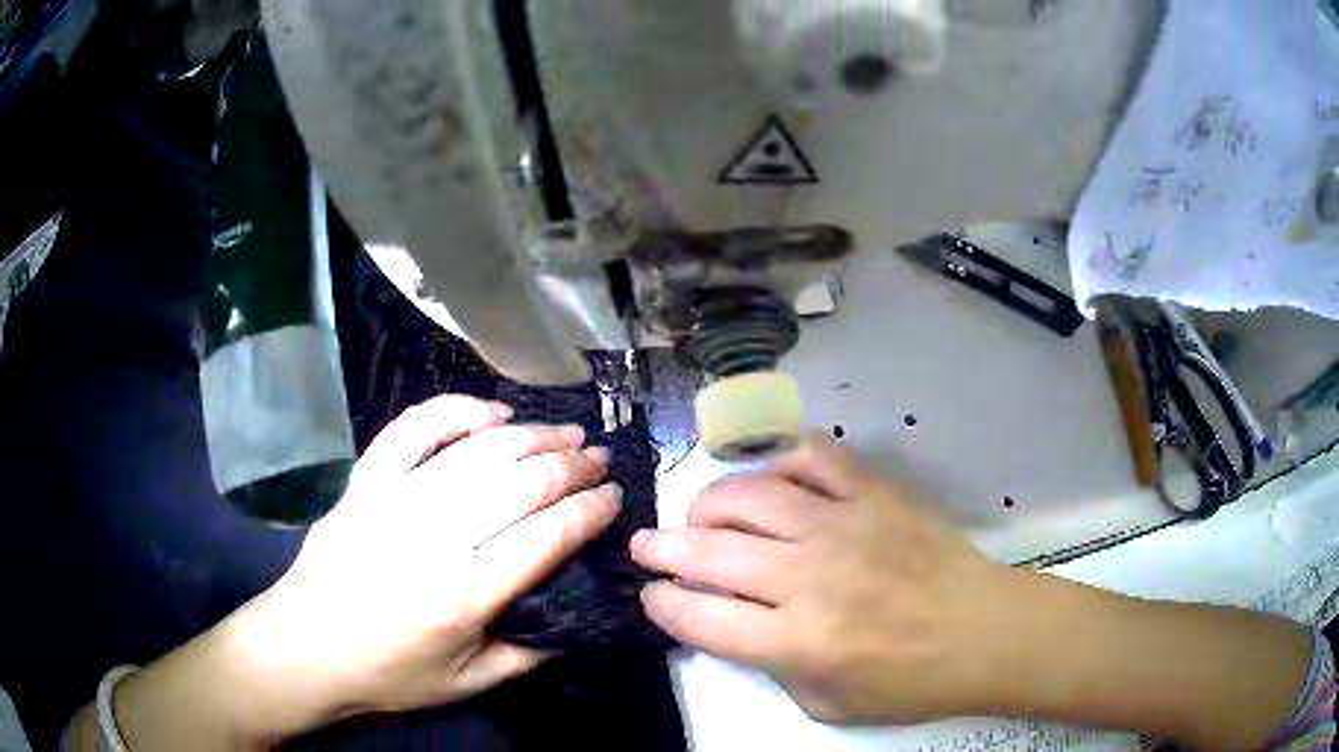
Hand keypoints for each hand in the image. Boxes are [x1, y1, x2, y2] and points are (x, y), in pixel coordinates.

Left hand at [253, 395, 621, 715]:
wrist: (305, 647)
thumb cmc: (388, 673)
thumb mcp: (469, 683)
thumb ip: (530, 653)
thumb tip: (576, 615)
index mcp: (463, 595)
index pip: (546, 536)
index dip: (589, 511)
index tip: (615, 497)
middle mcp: (432, 537)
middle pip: (518, 483)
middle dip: (572, 466)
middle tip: (600, 459)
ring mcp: (394, 499)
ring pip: (477, 450)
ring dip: (532, 435)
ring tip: (567, 432)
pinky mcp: (366, 481)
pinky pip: (414, 428)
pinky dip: (457, 410)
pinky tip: (493, 412)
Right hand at [630, 435, 1315, 747]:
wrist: (984, 631)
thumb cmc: (909, 682)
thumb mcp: (827, 706)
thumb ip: (773, 667)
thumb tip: (732, 628)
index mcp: (797, 640)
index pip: (700, 618)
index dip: (663, 606)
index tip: (650, 597)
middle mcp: (809, 577)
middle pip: (710, 552)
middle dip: (662, 549)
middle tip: (644, 545)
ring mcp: (843, 525)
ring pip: (749, 495)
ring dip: (708, 503)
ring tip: (697, 513)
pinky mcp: (874, 494)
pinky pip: (814, 459)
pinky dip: (780, 460)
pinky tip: (768, 476)